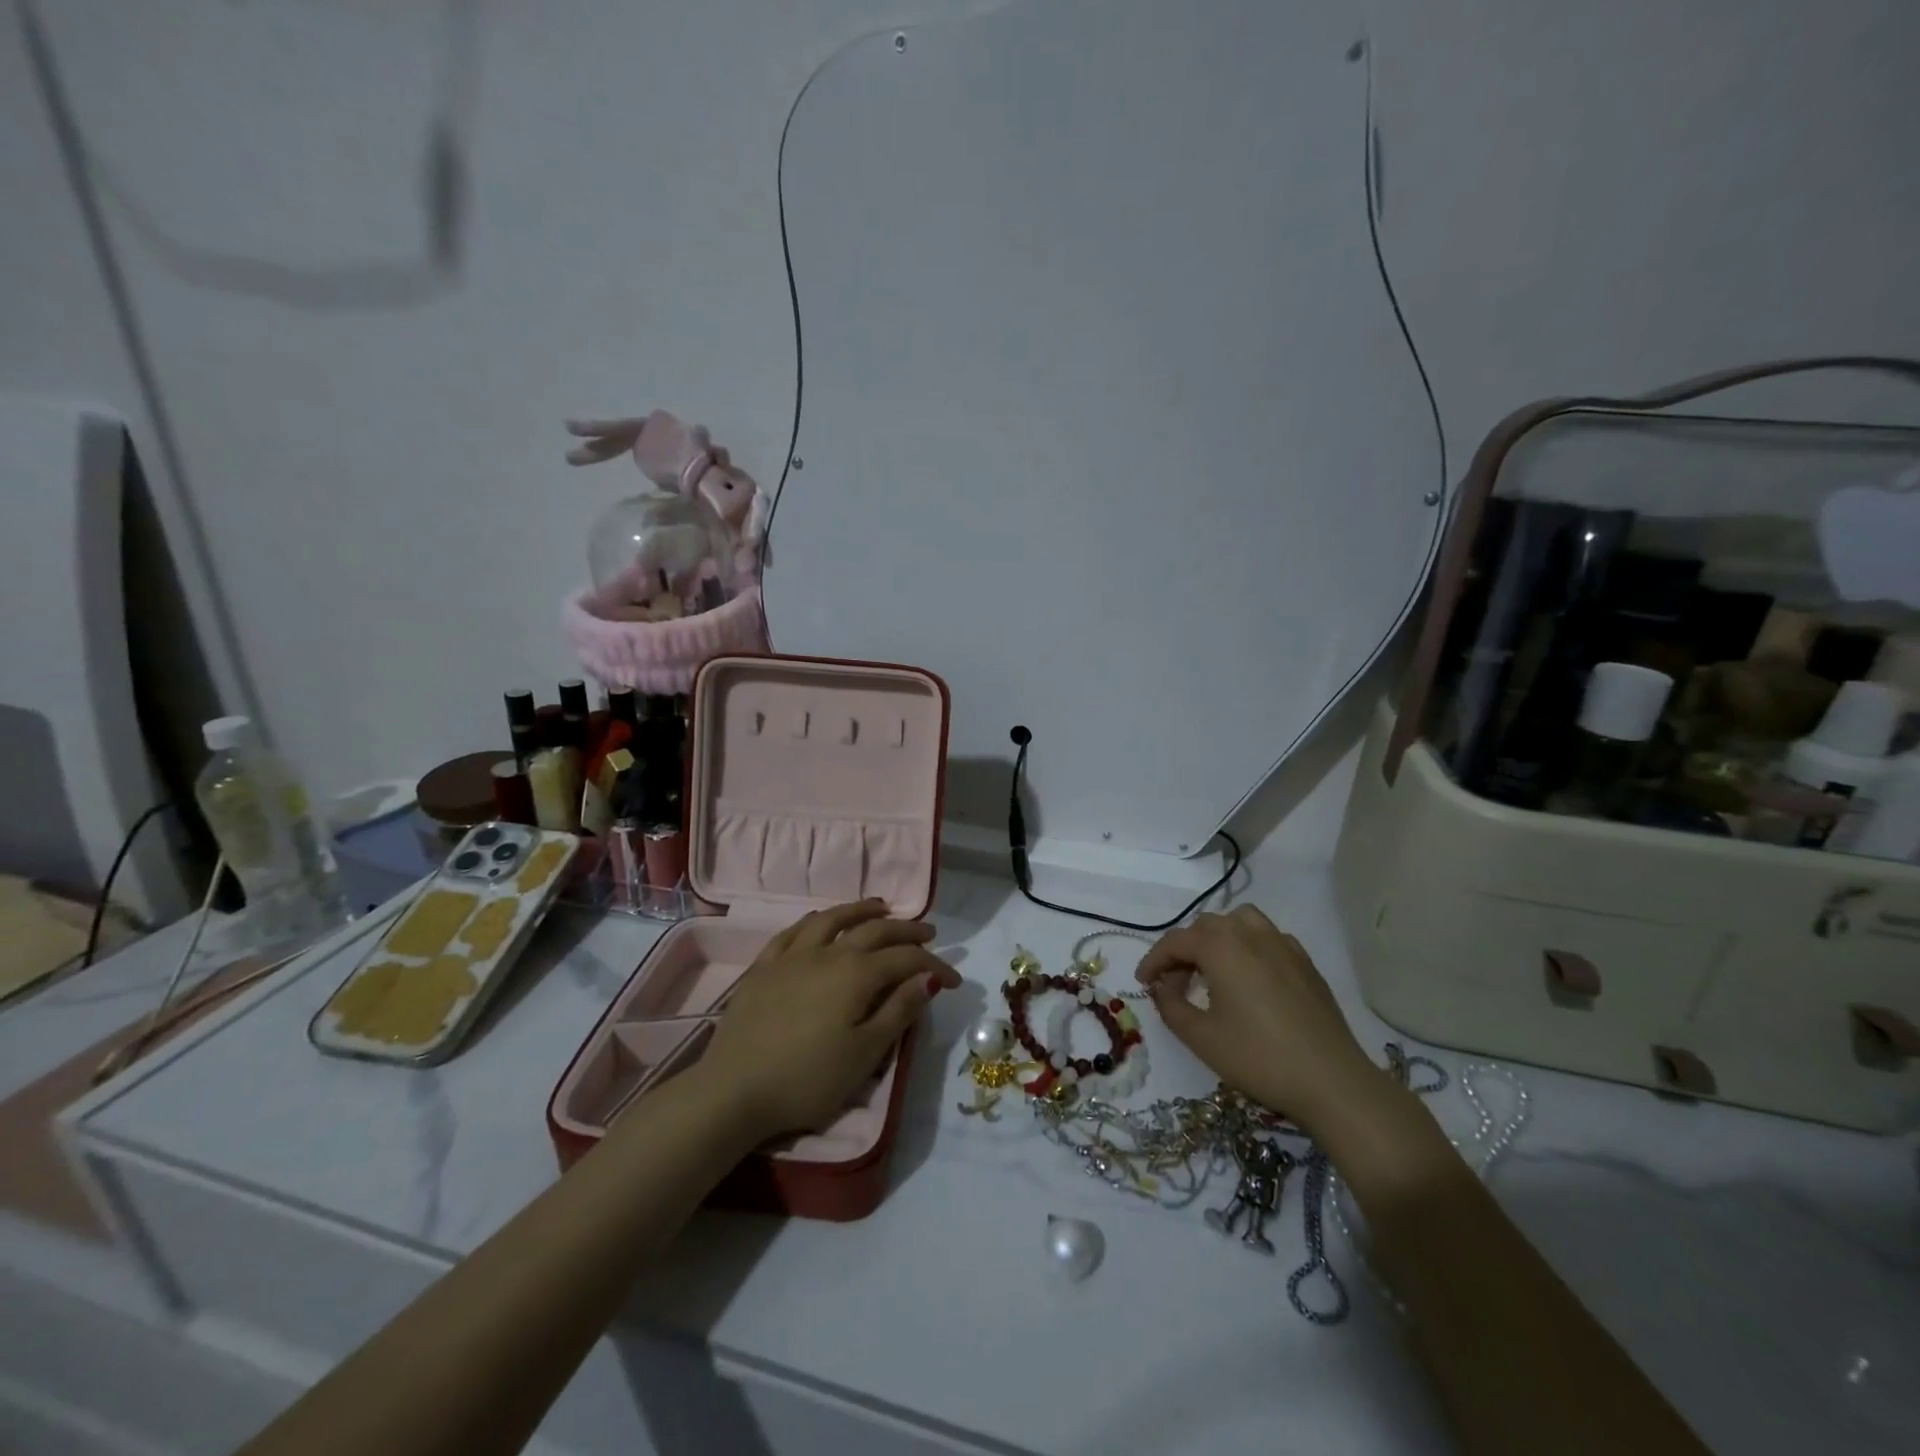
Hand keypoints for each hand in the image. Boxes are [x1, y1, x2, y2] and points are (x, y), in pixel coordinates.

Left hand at [698, 900, 959, 1138]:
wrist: (734, 1090)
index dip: (934, 965)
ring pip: (832, 919)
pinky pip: (794, 932)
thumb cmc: (807, 1078)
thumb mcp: (865, 1053)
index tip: (954, 980)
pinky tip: (821, 921)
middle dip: (906, 930)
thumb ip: (899, 1011)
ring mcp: (792, 956)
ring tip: (880, 907)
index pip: (905, 959)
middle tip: (928, 933)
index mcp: (856, 974)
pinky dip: (816, 921)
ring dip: (861, 910)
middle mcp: (827, 953)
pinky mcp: (764, 967)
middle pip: (874, 930)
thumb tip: (928, 978)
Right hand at [1136, 906, 1386, 1134]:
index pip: (1175, 941)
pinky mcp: (1305, 962)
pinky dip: (1249, 947)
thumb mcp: (1201, 1037)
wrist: (1332, 1081)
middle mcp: (1250, 933)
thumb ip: (1170, 1006)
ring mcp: (1283, 944)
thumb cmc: (1259, 1057)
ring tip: (1212, 971)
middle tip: (1175, 987)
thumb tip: (1161, 987)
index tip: (1143, 984)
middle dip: (1184, 952)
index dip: (1153, 961)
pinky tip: (1250, 978)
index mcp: (1221, 946)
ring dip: (1218, 939)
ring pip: (1239, 922)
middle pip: (1205, 928)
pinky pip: (1267, 938)